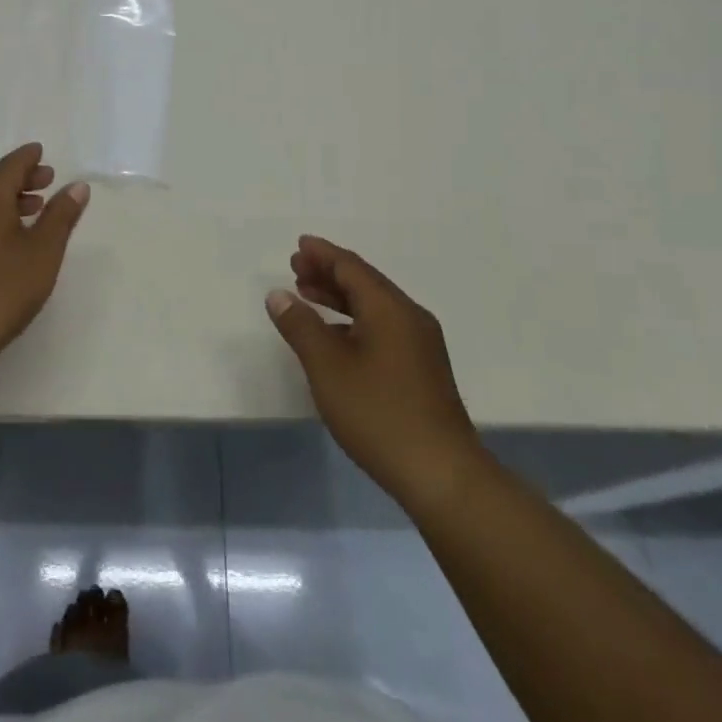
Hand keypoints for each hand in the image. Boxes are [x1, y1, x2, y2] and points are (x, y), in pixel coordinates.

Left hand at [0, 143, 89, 374]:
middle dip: (19, 176)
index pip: (10, 164)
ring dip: (5, 195)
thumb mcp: (43, 251)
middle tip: (46, 181)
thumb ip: (61, 215)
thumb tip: (77, 186)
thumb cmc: (2, 289)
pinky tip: (7, 235)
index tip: (42, 154)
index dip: (29, 158)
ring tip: (33, 208)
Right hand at [266, 236, 480, 506]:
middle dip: (329, 273)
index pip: (351, 267)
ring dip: (340, 297)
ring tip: (308, 296)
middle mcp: (409, 317)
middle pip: (365, 282)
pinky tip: (336, 337)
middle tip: (296, 269)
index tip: (299, 246)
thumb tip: (279, 294)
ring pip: (374, 306)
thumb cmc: (379, 413)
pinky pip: (383, 327)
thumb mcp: (328, 367)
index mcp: (389, 308)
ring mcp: (420, 344)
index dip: (323, 254)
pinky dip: (354, 320)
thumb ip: (301, 326)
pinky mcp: (422, 369)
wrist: (442, 475)